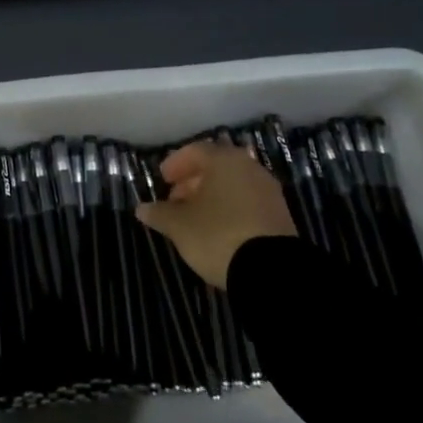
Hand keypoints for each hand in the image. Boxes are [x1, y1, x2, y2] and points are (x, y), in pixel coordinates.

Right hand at [137, 141, 296, 287]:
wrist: (271, 272)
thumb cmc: (218, 235)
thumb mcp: (180, 226)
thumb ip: (159, 213)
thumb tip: (142, 208)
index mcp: (225, 160)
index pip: (195, 151)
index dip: (175, 164)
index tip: (163, 180)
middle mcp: (250, 168)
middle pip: (216, 167)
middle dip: (192, 181)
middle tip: (175, 199)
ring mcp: (268, 192)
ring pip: (233, 185)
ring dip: (211, 196)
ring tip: (193, 218)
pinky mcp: (280, 216)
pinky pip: (247, 202)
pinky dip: (229, 208)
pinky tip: (217, 229)